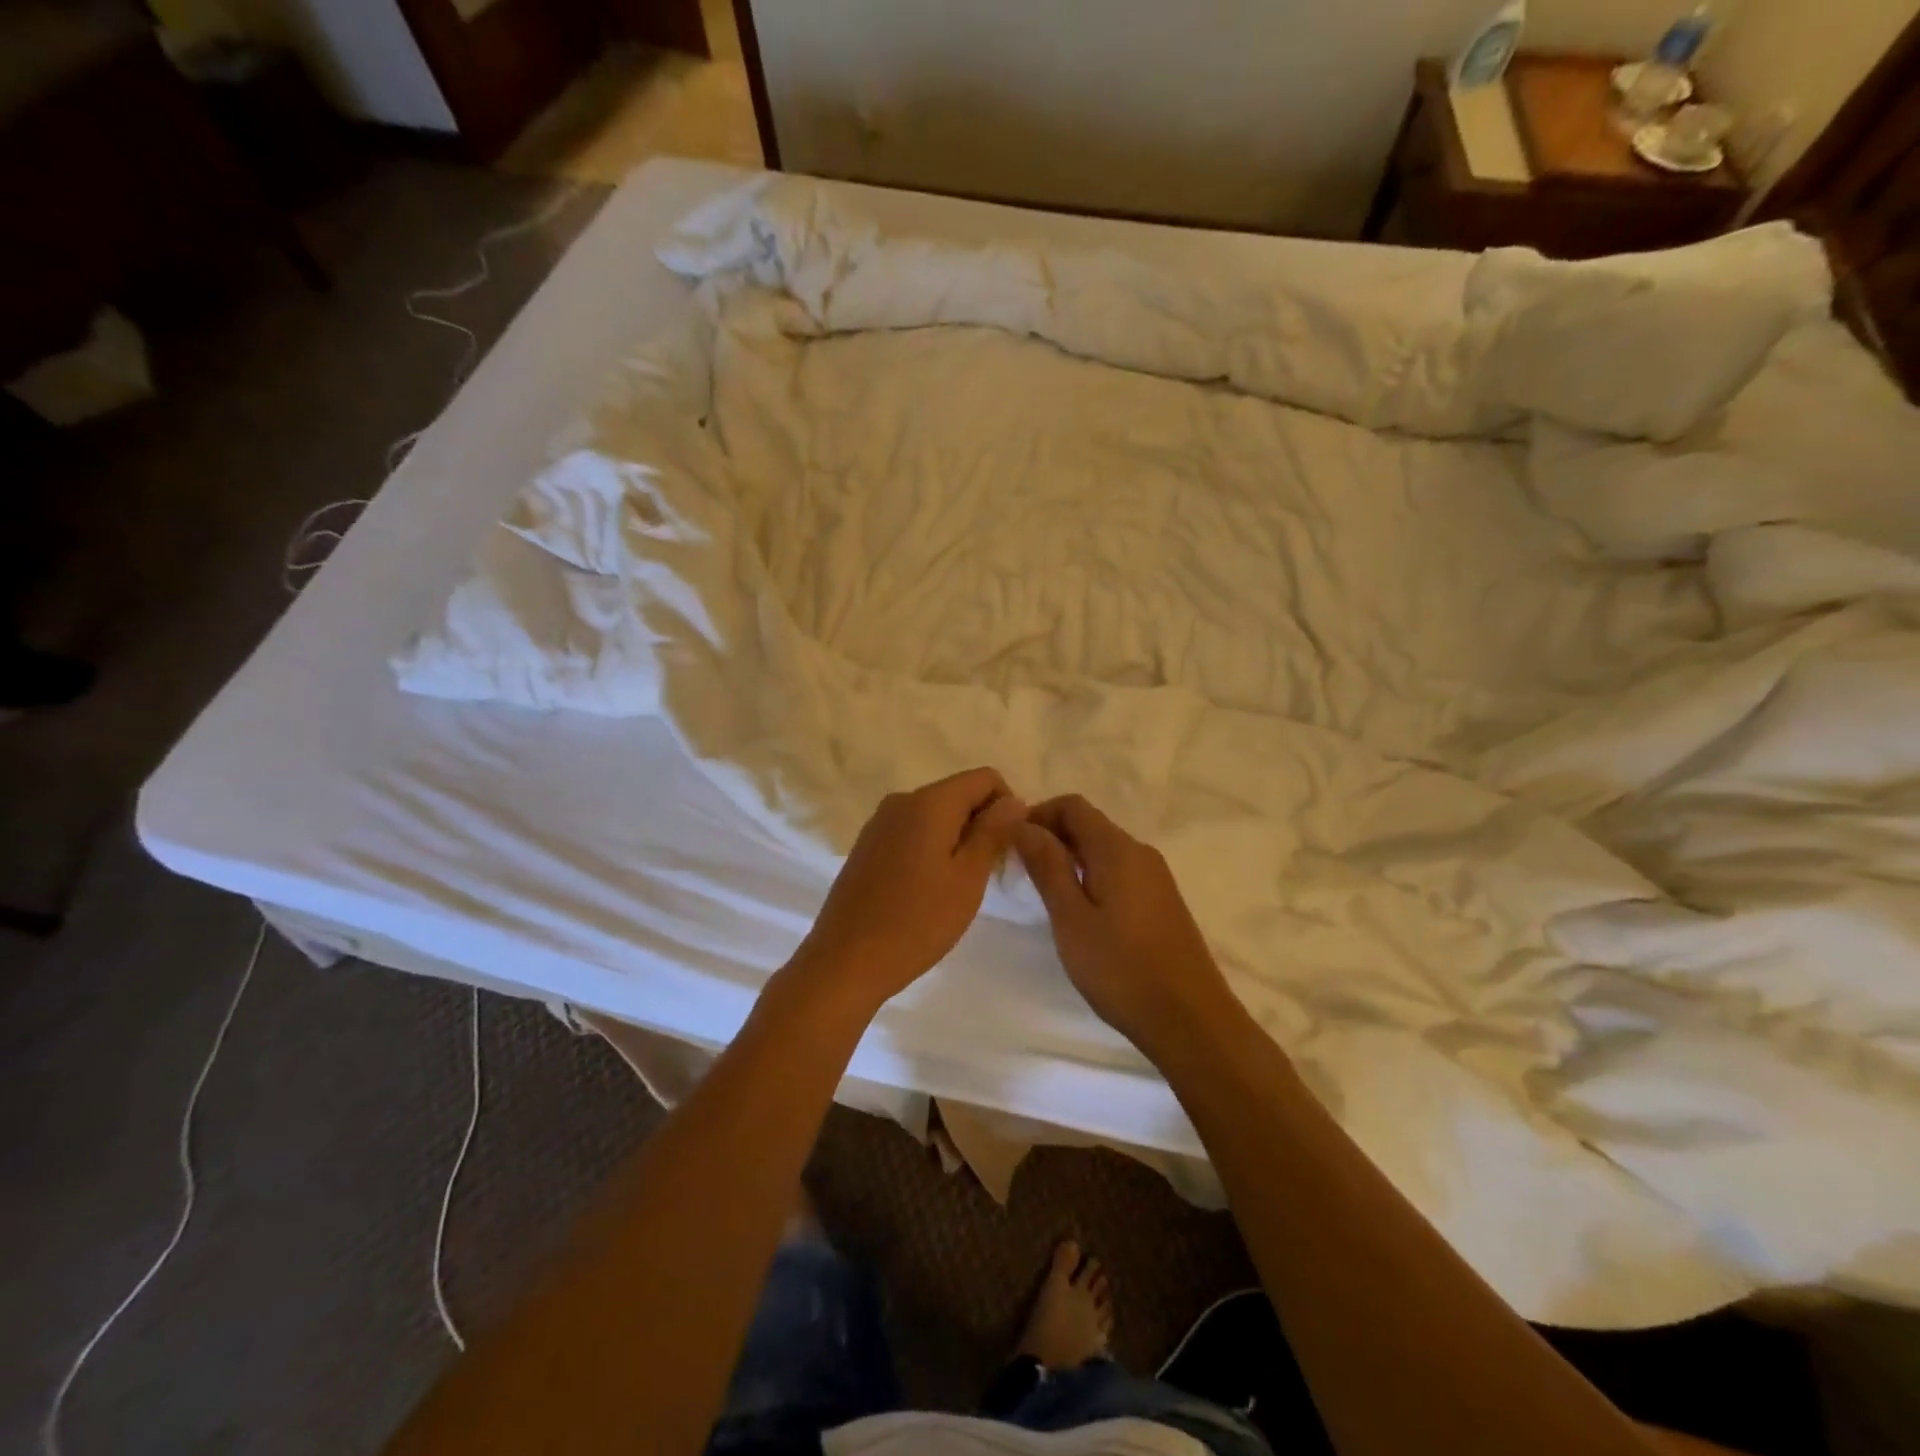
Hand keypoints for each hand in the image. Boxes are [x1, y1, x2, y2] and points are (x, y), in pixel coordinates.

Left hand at [788, 768, 1026, 1015]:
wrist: (845, 961)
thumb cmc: (917, 922)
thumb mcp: (968, 878)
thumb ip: (993, 832)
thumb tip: (1014, 800)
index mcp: (930, 802)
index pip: (985, 777)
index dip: (1007, 805)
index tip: (1008, 848)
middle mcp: (902, 800)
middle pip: (959, 793)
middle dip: (981, 823)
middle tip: (988, 873)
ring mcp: (879, 822)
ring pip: (935, 814)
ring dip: (957, 838)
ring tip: (958, 886)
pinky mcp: (867, 845)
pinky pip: (911, 831)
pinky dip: (931, 847)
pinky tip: (928, 889)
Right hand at [1015, 795, 1236, 1051]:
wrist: (1191, 1020)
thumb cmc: (1121, 968)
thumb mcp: (1071, 918)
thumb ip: (1047, 866)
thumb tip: (1023, 824)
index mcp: (1117, 849)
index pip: (1072, 805)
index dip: (1038, 815)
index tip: (1012, 844)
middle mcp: (1140, 852)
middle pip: (1089, 824)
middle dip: (1051, 837)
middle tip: (1021, 871)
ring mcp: (1156, 877)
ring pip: (1104, 849)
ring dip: (1070, 858)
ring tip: (1045, 894)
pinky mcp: (1162, 901)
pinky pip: (1119, 871)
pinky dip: (1091, 876)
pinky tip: (1080, 912)